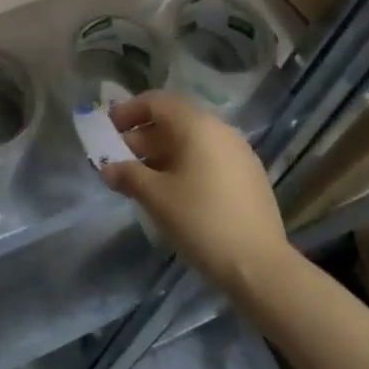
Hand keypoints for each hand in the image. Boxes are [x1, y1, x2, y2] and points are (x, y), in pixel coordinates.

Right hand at [100, 92, 291, 293]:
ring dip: (163, 153)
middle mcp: (219, 129)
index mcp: (197, 125)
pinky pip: (209, 157)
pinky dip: (186, 164)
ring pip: (192, 141)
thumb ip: (129, 176)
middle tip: (120, 159)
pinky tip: (175, 191)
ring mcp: (238, 152)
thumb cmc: (202, 222)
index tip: (109, 127)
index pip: (157, 102)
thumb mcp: (157, 198)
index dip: (129, 111)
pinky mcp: (249, 175)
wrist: (260, 267)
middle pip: (174, 121)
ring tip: (144, 178)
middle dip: (144, 136)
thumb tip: (108, 168)